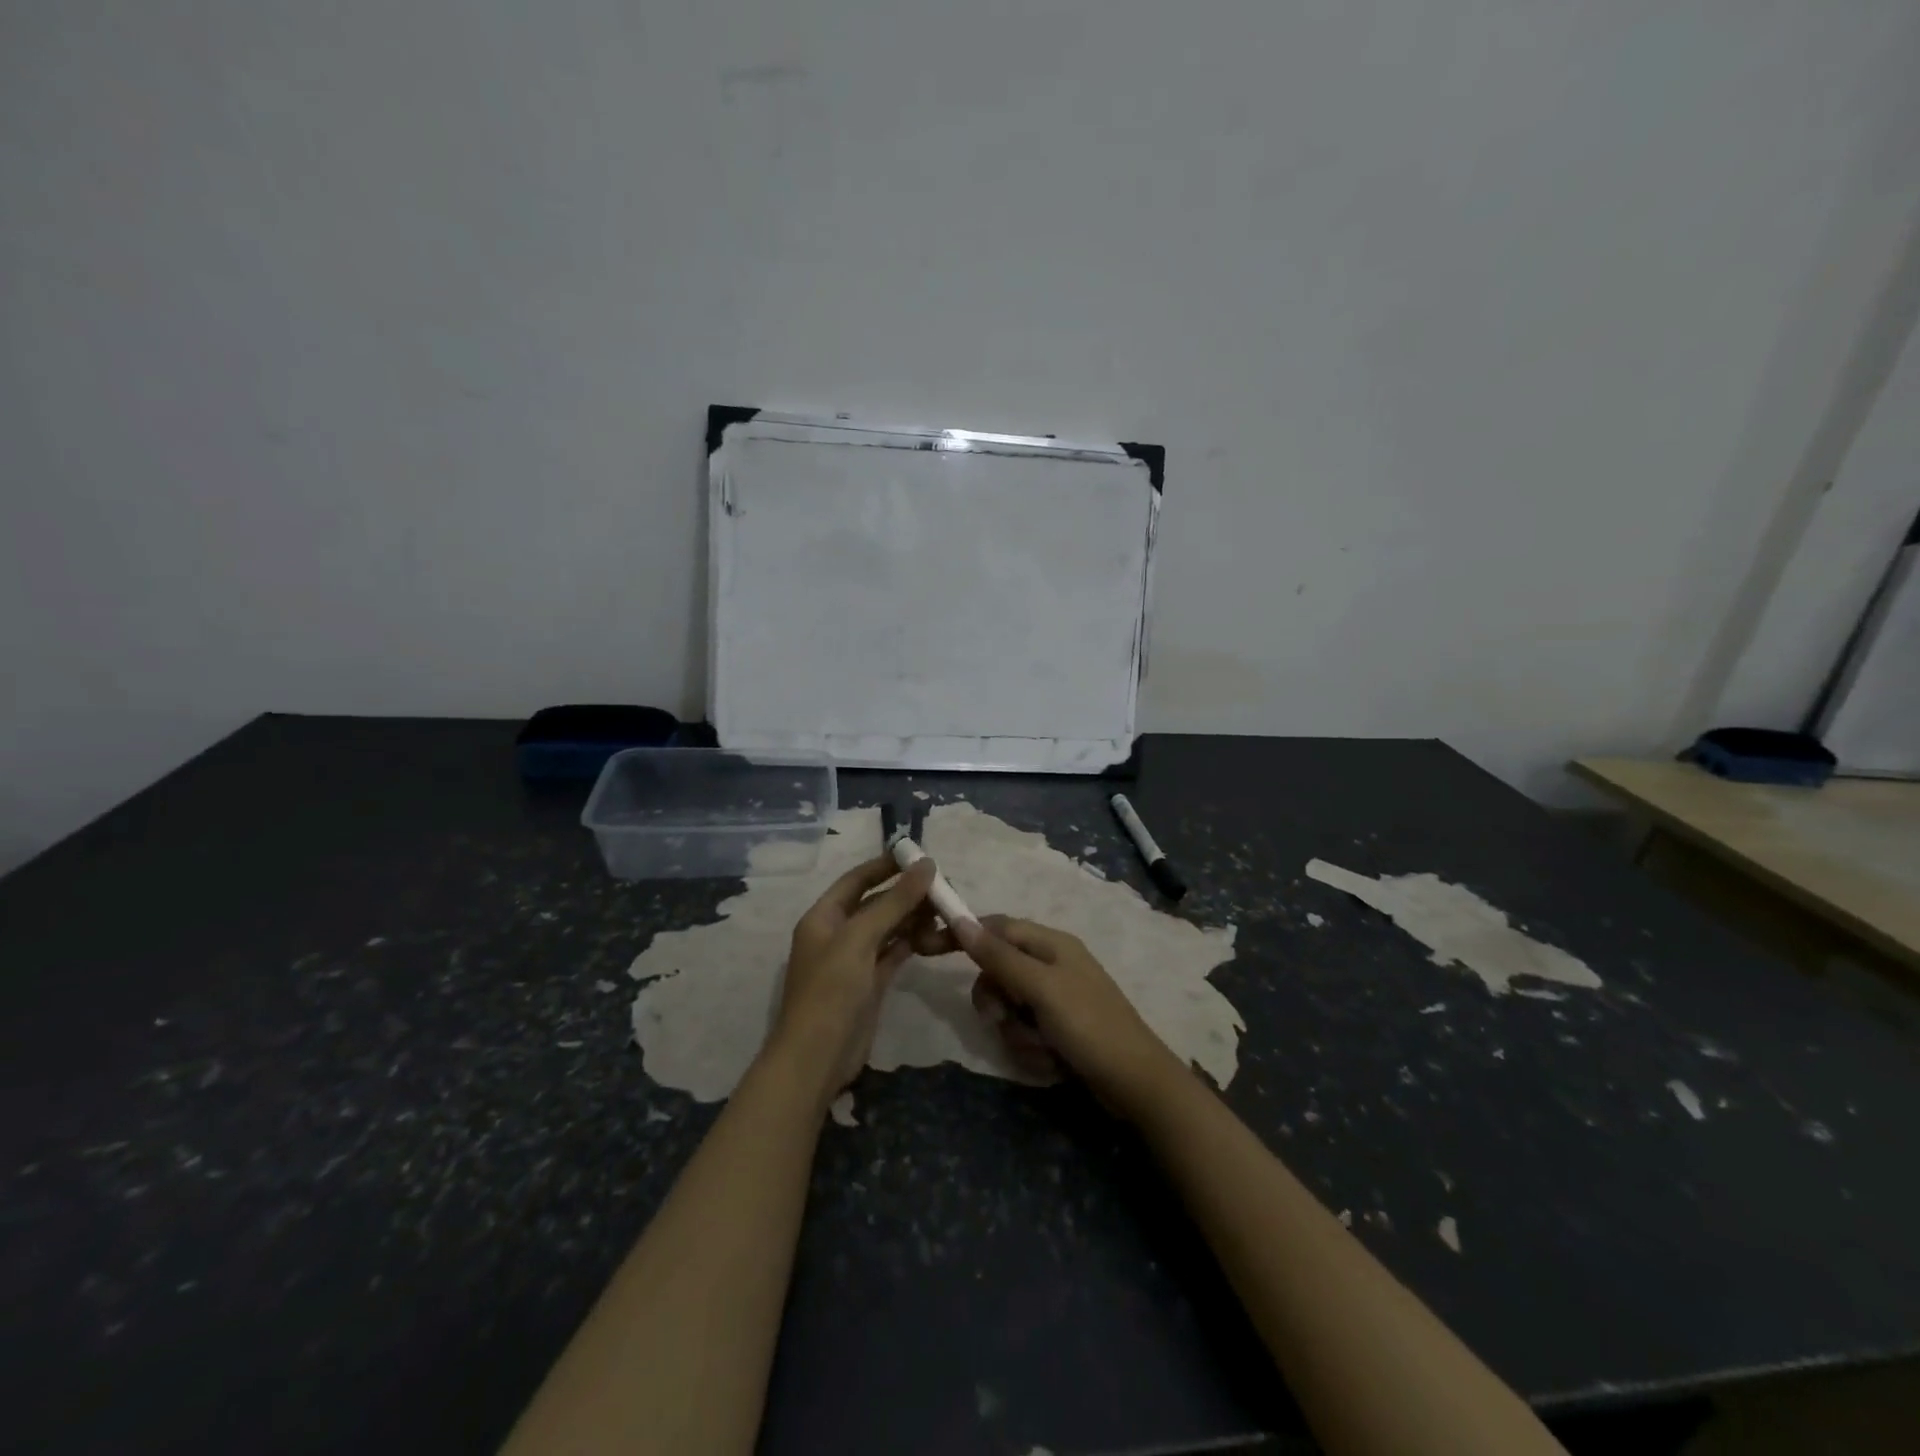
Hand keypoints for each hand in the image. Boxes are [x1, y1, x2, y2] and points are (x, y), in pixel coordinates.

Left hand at [770, 855, 946, 1097]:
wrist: (816, 1059)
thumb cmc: (830, 990)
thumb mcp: (860, 939)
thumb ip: (894, 901)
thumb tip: (927, 864)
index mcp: (823, 917)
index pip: (856, 879)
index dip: (885, 865)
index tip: (918, 855)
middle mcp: (837, 934)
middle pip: (875, 903)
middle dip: (906, 893)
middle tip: (943, 885)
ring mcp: (853, 960)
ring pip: (887, 928)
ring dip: (912, 917)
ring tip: (945, 909)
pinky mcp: (869, 984)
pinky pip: (893, 952)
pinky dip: (911, 942)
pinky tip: (934, 934)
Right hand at [954, 916, 1187, 1116]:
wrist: (1136, 1084)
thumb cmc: (1089, 1026)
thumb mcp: (1041, 988)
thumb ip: (999, 956)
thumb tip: (960, 920)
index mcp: (1050, 943)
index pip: (994, 927)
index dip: (962, 935)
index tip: (926, 948)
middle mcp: (1051, 965)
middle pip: (996, 971)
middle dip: (996, 999)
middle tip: (1003, 1017)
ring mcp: (1055, 999)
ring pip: (1007, 1006)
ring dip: (1016, 1031)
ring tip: (1041, 1048)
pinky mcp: (1057, 1029)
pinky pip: (1024, 1031)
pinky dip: (1031, 1048)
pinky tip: (1052, 1062)